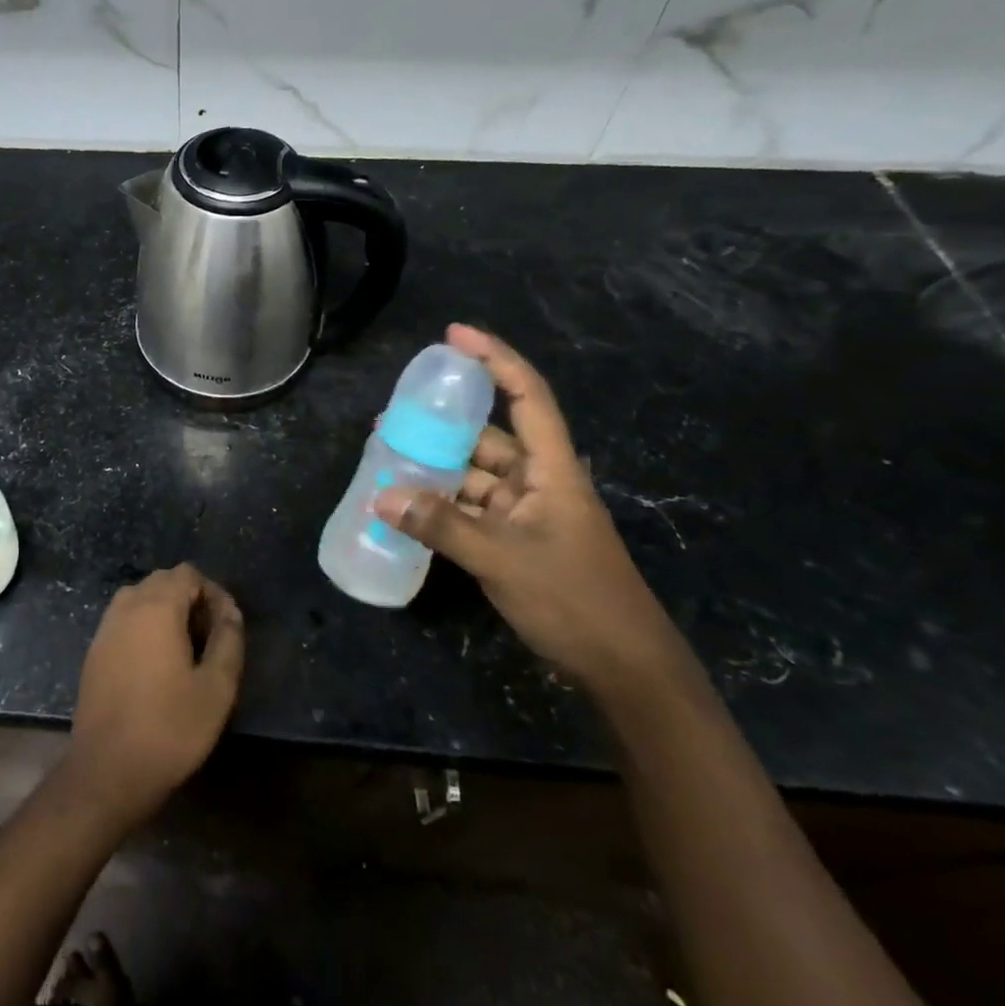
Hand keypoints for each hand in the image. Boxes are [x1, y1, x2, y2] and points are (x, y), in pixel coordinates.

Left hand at [63, 564, 244, 831]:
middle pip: (162, 581)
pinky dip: (143, 626)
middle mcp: (126, 607)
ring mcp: (105, 628)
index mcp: (157, 607)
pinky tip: (156, 664)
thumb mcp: (216, 688)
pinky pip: (123, 620)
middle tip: (209, 637)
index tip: (227, 625)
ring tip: (185, 649)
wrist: (107, 771)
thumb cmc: (170, 728)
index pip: (187, 574)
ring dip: (165, 611)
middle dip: (189, 598)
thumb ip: (228, 640)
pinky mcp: (94, 651)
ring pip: (139, 598)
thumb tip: (231, 612)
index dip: (212, 591)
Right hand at [374, 325, 676, 691]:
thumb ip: (441, 525)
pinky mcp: (515, 541)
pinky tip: (406, 506)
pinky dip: (441, 505)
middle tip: (391, 419)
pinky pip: (470, 509)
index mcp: (552, 469)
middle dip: (442, 425)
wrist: (623, 669)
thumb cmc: (575, 600)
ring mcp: (526, 513)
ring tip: (387, 460)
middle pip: (488, 437)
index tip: (453, 335)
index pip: (526, 395)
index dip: (494, 359)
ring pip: (474, 475)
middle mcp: (538, 482)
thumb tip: (381, 495)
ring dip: (436, 468)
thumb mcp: (503, 558)